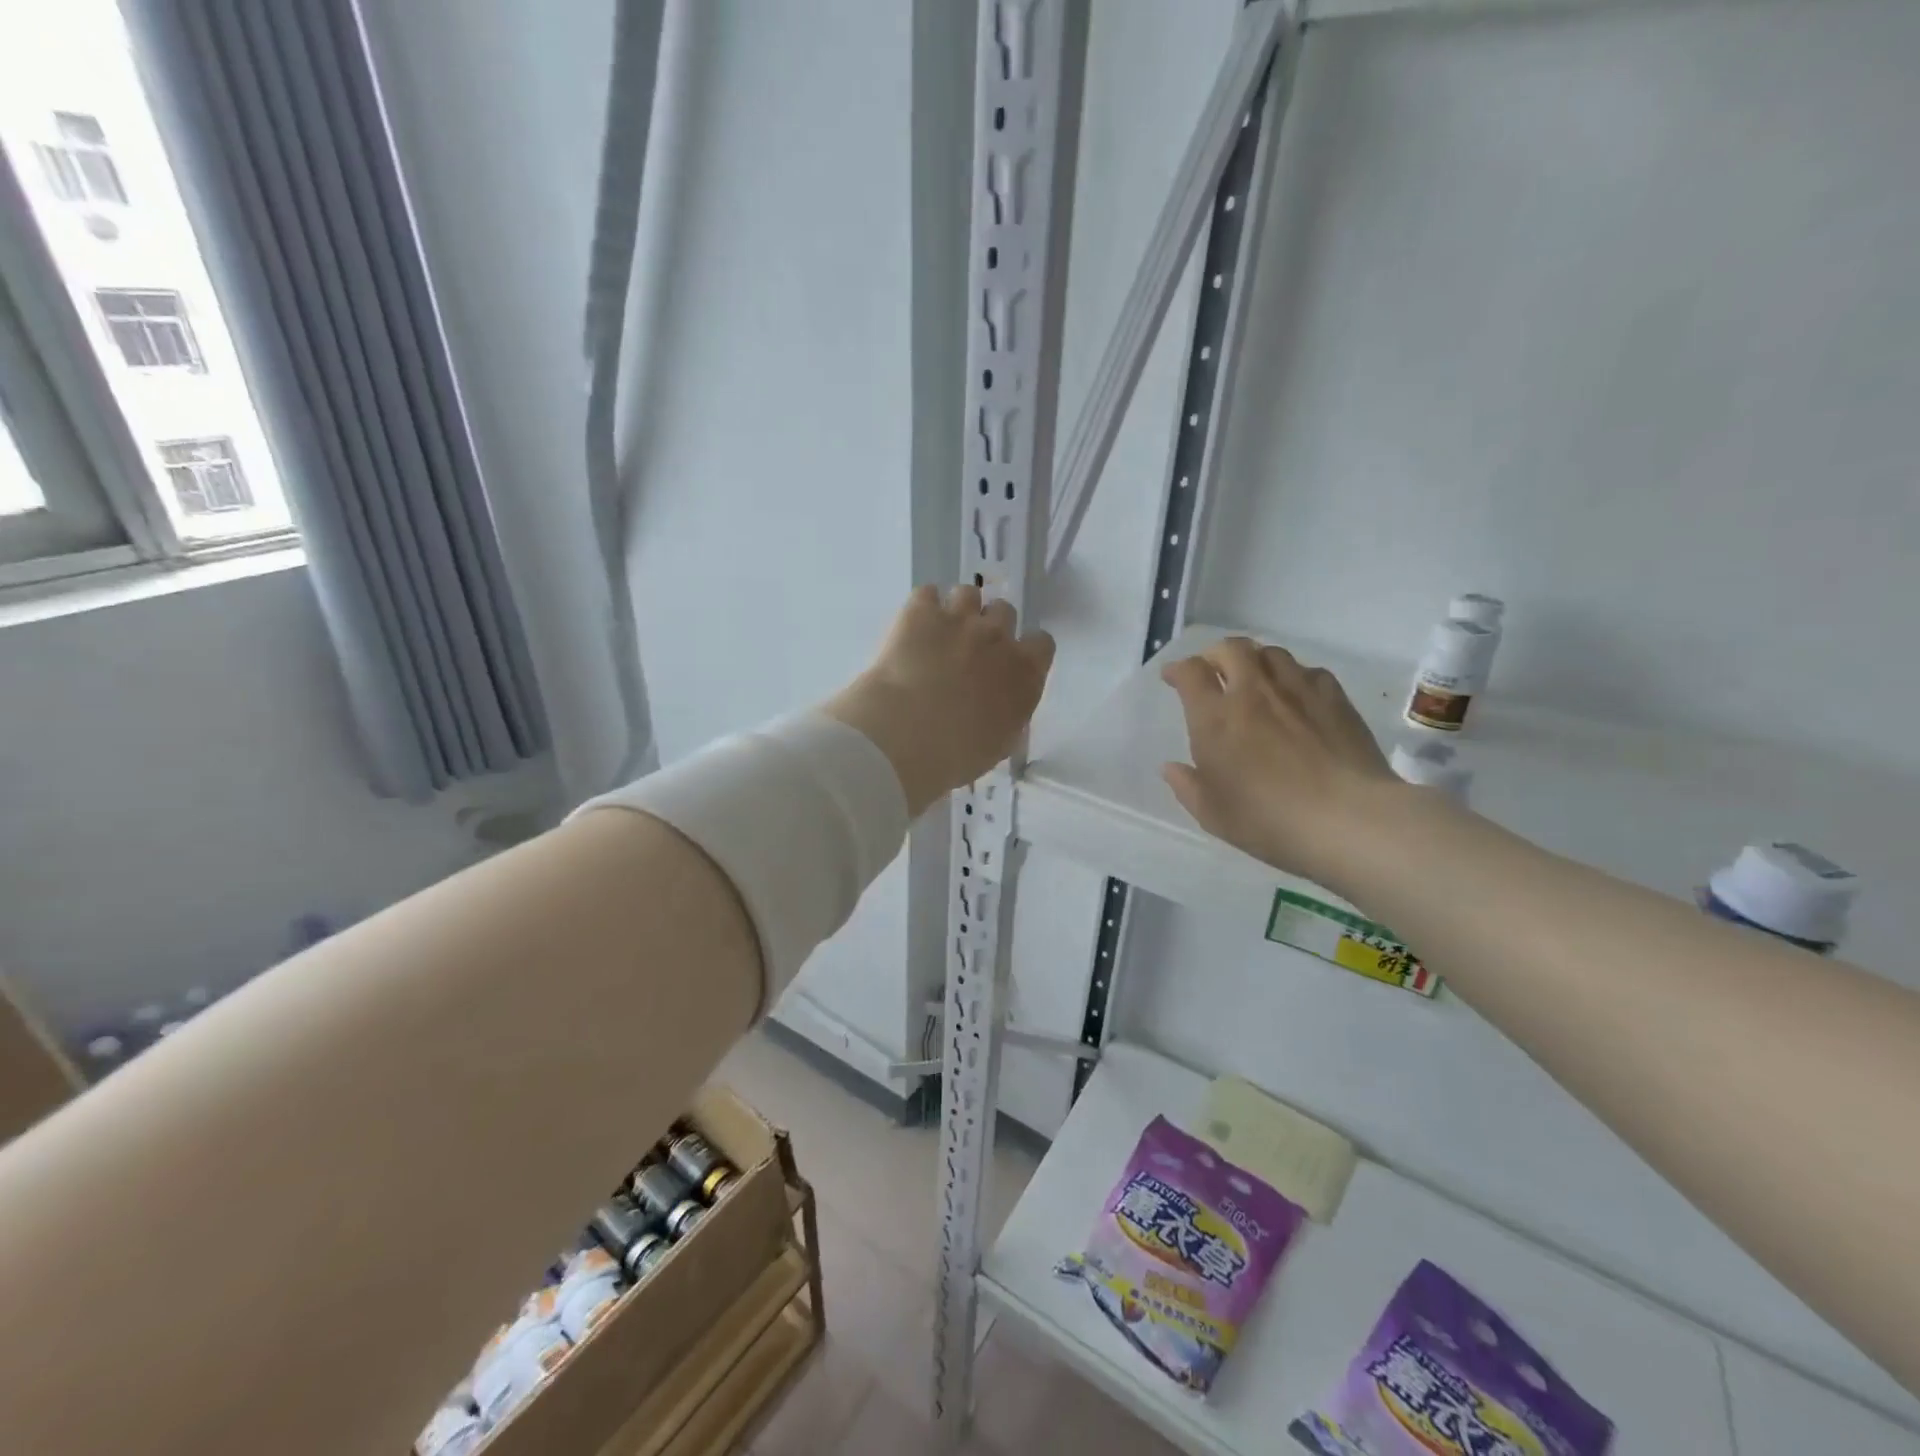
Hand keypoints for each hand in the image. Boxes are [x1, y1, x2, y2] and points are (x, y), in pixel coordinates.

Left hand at [826, 584, 1055, 816]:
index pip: (1041, 643)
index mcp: (1025, 673)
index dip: (1025, 650)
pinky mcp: (921, 611)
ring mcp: (960, 619)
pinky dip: (922, 608)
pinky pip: (927, 594)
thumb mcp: (998, 743)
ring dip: (958, 610)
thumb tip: (999, 707)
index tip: (1008, 664)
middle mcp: (998, 637)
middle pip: (1004, 611)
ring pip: (968, 593)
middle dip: (989, 627)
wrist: (907, 735)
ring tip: (938, 633)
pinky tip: (912, 628)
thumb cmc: (957, 754)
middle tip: (968, 651)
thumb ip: (1007, 714)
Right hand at [1161, 636, 1399, 886]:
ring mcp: (1298, 691)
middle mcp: (1253, 692)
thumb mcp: (1213, 814)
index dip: (1178, 670)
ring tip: (1254, 679)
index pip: (1191, 673)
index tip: (1172, 677)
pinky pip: (1308, 672)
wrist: (1348, 819)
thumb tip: (1171, 768)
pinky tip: (1297, 697)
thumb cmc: (1269, 819)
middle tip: (1212, 671)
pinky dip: (1294, 677)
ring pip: (1271, 653)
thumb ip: (1187, 786)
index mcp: (1215, 717)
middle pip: (1232, 649)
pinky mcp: (1335, 698)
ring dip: (1255, 661)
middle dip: (1215, 655)